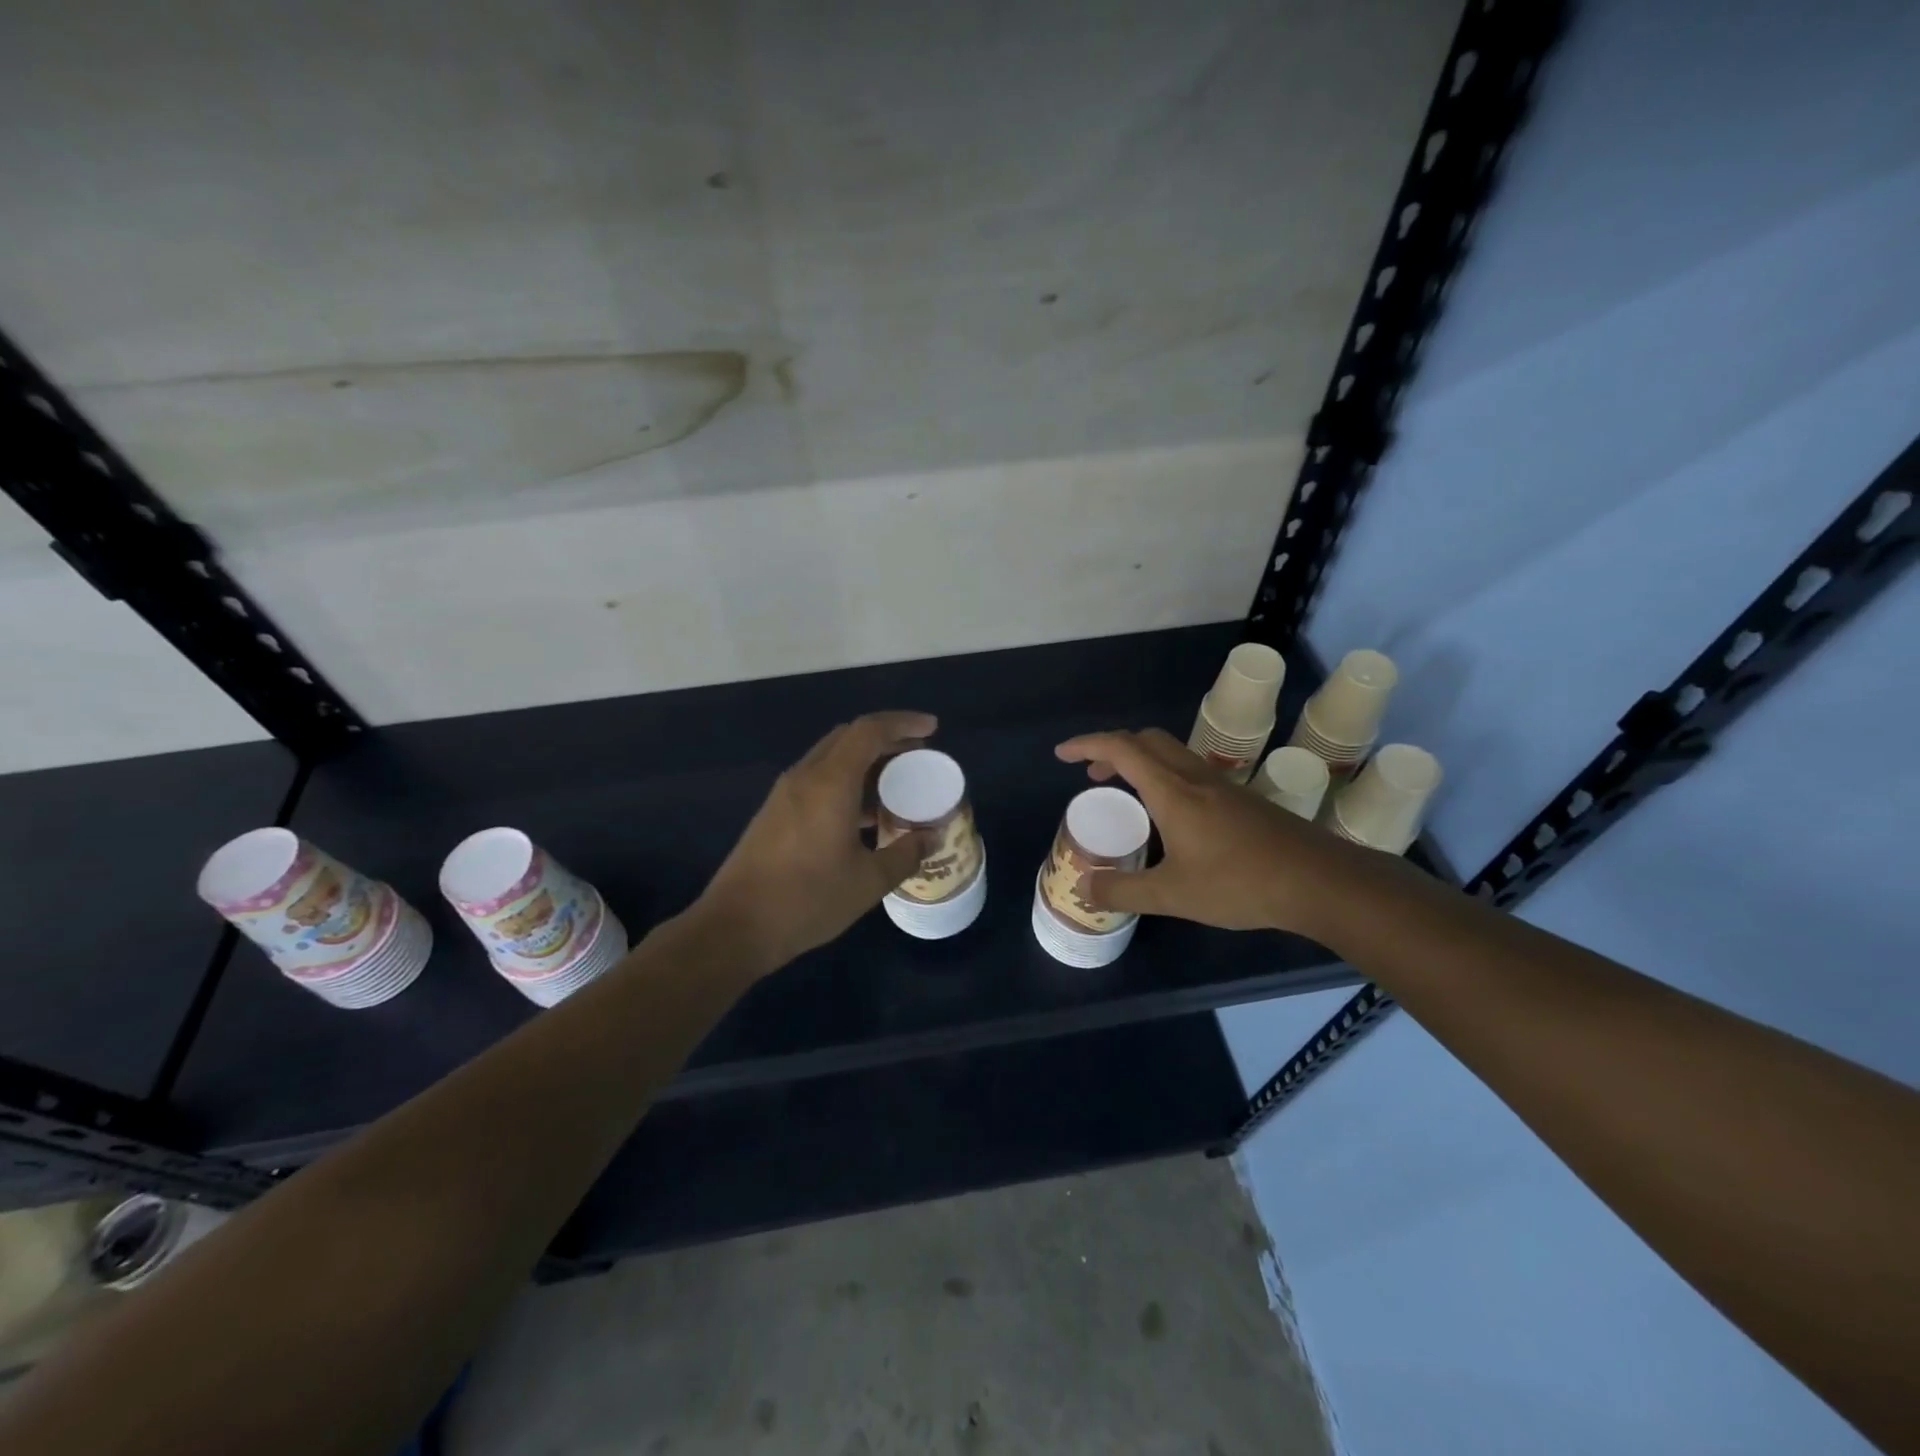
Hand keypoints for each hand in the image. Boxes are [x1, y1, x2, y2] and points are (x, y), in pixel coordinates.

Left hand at [699, 711, 938, 971]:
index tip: (932, 729)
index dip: (903, 722)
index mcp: (830, 782)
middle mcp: (805, 776)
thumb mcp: (868, 882)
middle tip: (918, 756)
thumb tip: (931, 837)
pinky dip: (846, 781)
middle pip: (849, 737)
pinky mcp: (775, 812)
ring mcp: (785, 793)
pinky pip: (817, 779)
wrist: (735, 927)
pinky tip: (863, 814)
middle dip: (886, 739)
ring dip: (865, 762)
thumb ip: (906, 854)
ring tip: (897, 786)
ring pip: (831, 758)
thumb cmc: (807, 900)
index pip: (869, 730)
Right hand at [1053, 727, 1368, 935]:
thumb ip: (1124, 891)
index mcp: (1172, 791)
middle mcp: (1195, 777)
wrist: (1318, 881)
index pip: (1121, 749)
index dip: (1087, 745)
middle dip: (1112, 749)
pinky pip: (1189, 771)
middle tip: (1092, 777)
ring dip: (1139, 761)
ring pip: (1171, 754)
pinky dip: (1163, 776)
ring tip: (1124, 793)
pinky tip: (1170, 816)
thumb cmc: (1240, 882)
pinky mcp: (1241, 800)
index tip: (1062, 754)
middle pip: (1146, 741)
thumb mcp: (1172, 895)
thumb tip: (1084, 887)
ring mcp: (1222, 786)